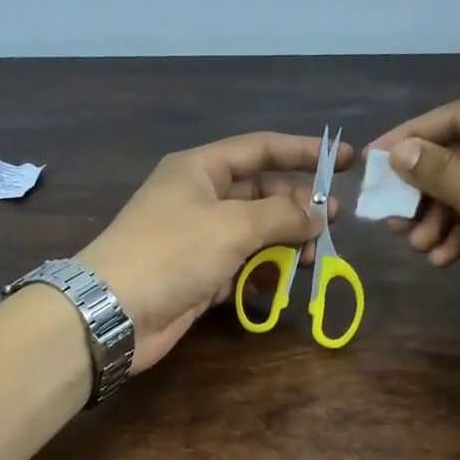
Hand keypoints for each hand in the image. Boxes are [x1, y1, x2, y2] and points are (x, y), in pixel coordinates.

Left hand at [77, 131, 349, 371]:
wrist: (114, 311)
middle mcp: (199, 198)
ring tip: (313, 258)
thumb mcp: (233, 224)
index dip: (303, 152)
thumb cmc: (172, 252)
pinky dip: (262, 273)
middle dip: (297, 206)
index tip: (344, 161)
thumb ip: (282, 215)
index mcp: (200, 169)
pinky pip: (241, 266)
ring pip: (254, 233)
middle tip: (332, 223)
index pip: (260, 148)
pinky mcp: (198, 276)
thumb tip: (317, 215)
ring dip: (284, 244)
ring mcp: (198, 239)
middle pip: (260, 192)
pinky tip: (281, 283)